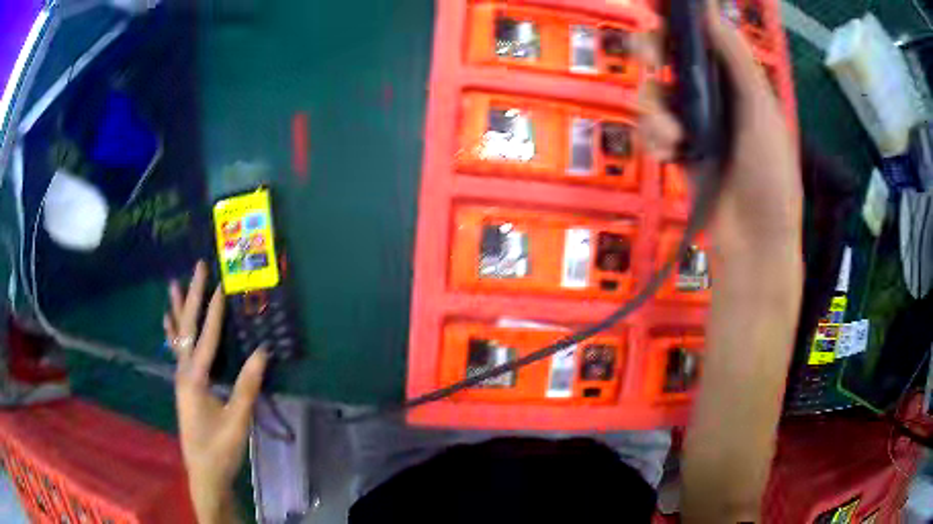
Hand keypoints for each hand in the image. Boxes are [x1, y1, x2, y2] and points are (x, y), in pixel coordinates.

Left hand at [164, 261, 268, 523]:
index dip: (214, 311)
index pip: (206, 338)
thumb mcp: (237, 421)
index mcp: (195, 379)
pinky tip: (167, 322)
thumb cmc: (220, 449)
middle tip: (197, 268)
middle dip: (192, 296)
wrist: (204, 472)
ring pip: (178, 336)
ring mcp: (181, 378)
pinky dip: (172, 332)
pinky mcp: (184, 385)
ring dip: (178, 308)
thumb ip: (247, 387)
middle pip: (186, 327)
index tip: (221, 284)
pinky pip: (177, 351)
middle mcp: (183, 372)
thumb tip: (262, 352)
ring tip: (174, 284)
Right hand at [638, 1, 801, 258]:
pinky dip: (652, 138)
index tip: (656, 9)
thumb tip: (708, 10)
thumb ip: (736, 59)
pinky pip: (650, 128)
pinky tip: (667, 155)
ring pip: (653, 92)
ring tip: (672, 137)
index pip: (700, 36)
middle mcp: (712, 94)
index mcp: (736, 80)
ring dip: (653, 109)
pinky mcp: (675, 149)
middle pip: (669, 56)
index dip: (677, 19)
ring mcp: (692, 122)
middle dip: (653, 51)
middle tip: (650, 57)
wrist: (755, 243)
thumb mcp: (761, 110)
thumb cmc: (770, 175)